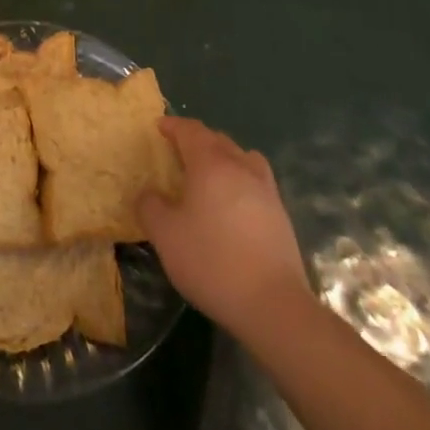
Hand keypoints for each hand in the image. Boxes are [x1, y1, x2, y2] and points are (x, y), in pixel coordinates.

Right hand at [139, 117, 310, 344]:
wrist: (273, 304)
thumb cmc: (212, 261)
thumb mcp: (166, 236)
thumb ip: (150, 207)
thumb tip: (148, 194)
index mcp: (210, 163)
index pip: (190, 131)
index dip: (173, 125)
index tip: (159, 127)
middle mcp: (240, 167)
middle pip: (217, 139)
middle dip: (197, 139)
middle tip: (179, 151)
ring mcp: (265, 189)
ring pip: (241, 158)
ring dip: (223, 157)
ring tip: (209, 174)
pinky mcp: (280, 214)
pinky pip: (255, 180)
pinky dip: (240, 180)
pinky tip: (232, 204)